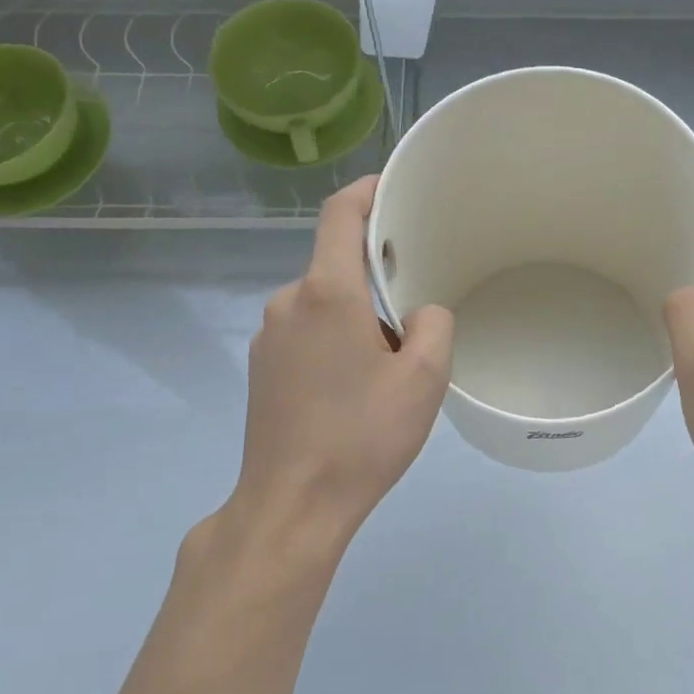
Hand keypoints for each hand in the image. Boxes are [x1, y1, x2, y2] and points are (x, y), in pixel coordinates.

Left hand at [230, 176, 453, 546]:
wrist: (291, 504)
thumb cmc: (361, 436)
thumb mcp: (424, 379)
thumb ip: (433, 326)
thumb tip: (419, 315)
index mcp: (326, 293)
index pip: (340, 214)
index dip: (367, 190)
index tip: (394, 188)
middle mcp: (288, 303)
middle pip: (336, 265)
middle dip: (376, 279)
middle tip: (413, 317)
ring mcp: (267, 337)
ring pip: (322, 304)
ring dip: (356, 318)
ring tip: (386, 368)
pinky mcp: (260, 369)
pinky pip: (305, 333)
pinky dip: (333, 342)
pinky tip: (352, 390)